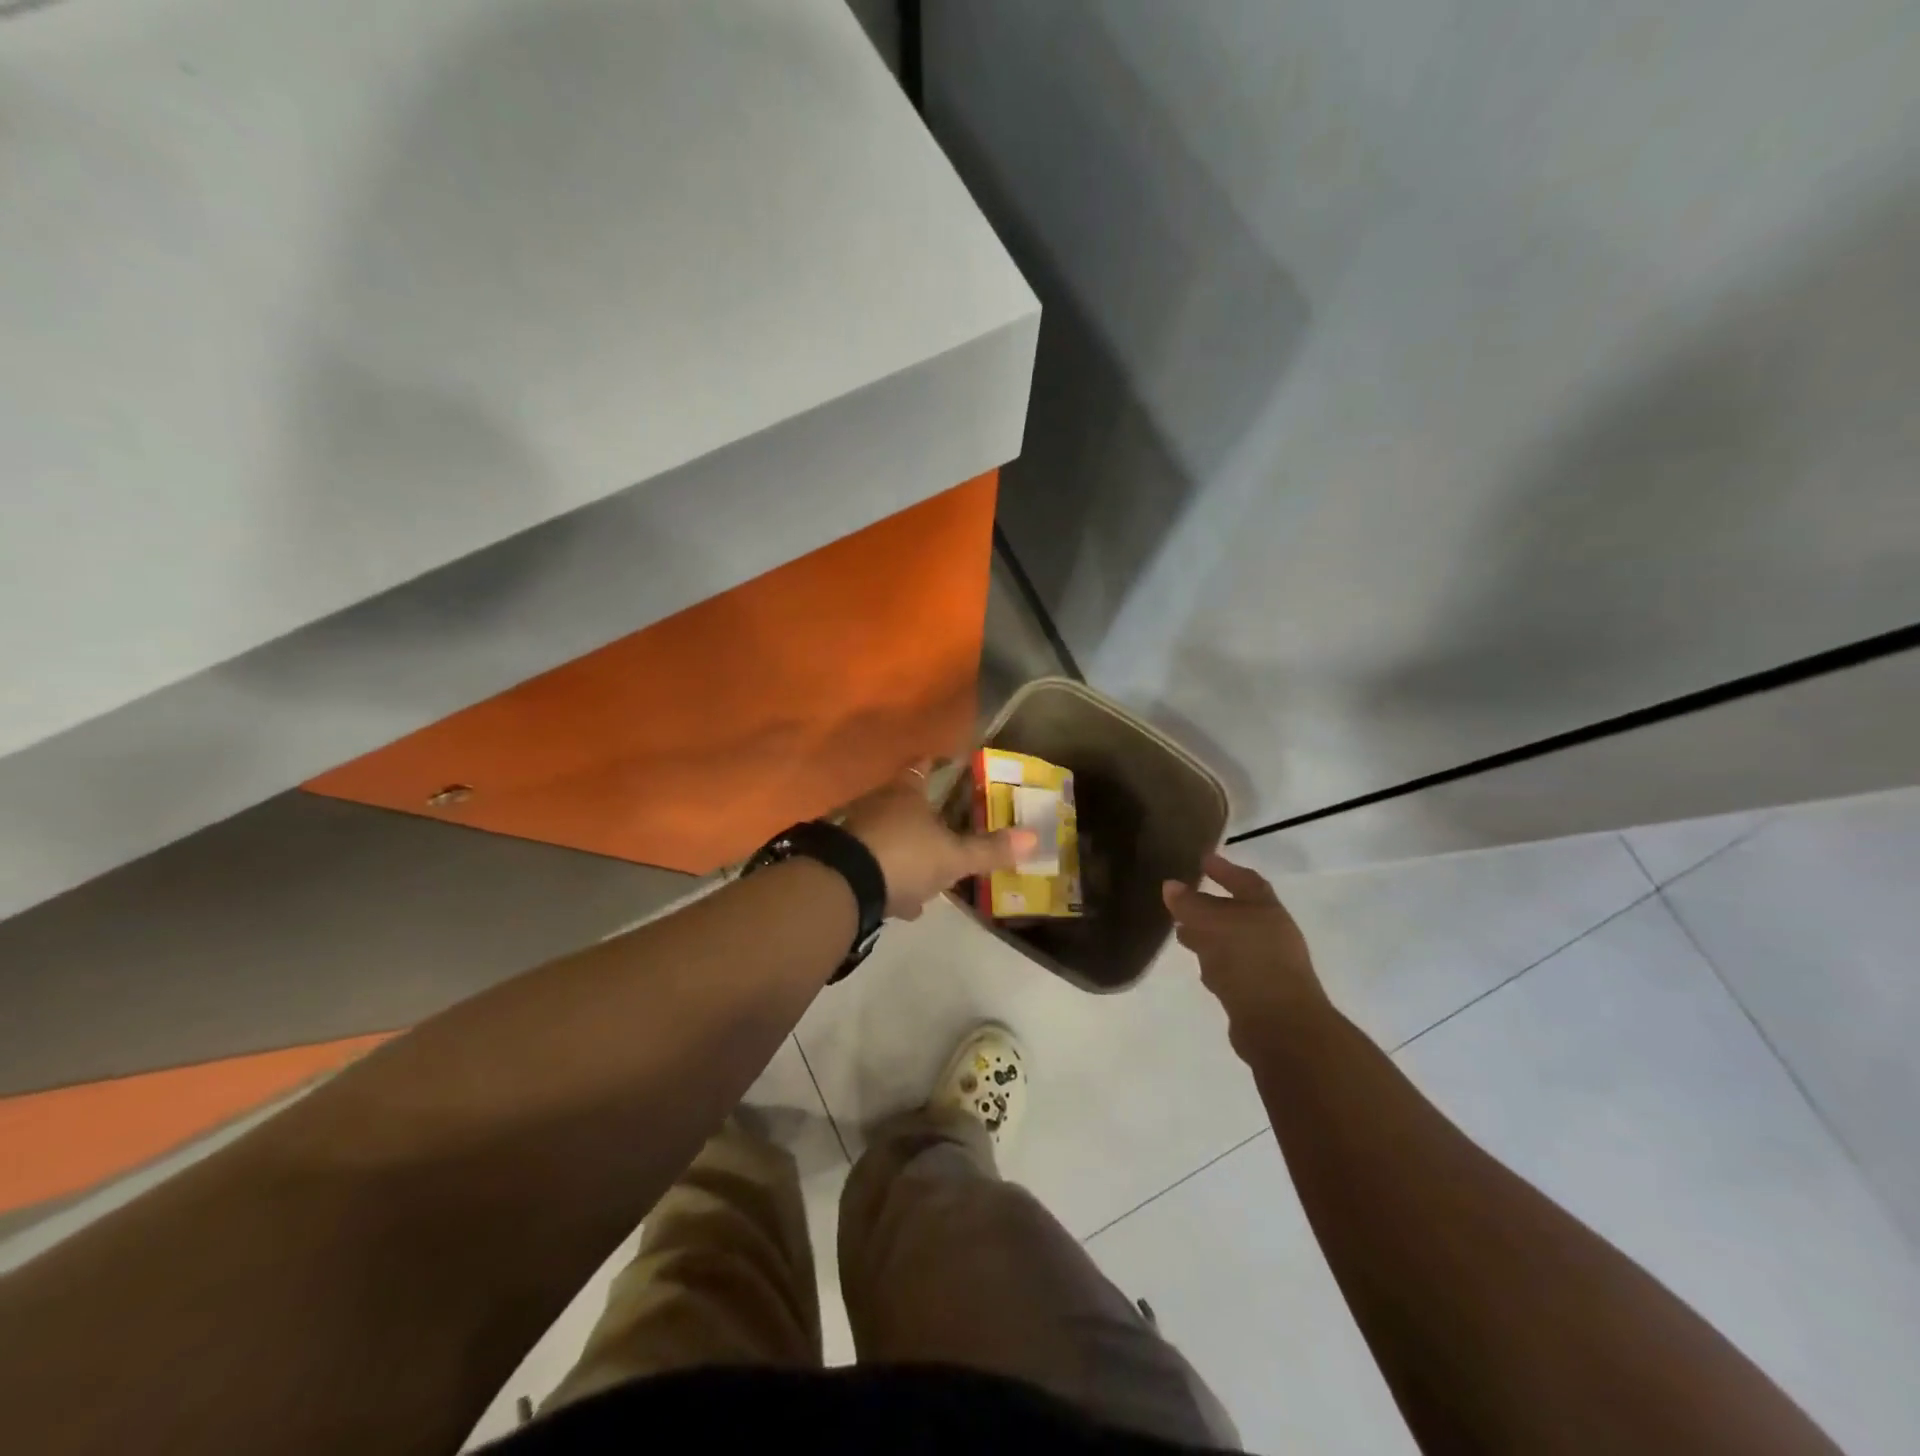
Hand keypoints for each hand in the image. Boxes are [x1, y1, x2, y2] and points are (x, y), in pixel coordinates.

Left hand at [843, 762, 1035, 918]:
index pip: (921, 768)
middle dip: (921, 814)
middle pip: (902, 802)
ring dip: (904, 850)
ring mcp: (854, 831)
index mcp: (906, 793)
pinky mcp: (840, 861)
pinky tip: (902, 902)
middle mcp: (877, 804)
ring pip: (886, 835)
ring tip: (926, 871)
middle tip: (943, 824)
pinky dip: (888, 878)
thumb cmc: (905, 856)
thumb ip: (990, 849)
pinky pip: (872, 864)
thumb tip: (1035, 837)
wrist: (842, 885)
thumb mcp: (954, 857)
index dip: (934, 765)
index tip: (945, 763)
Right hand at [1164, 852, 1328, 1056]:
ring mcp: (1267, 965)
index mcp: (1267, 910)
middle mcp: (1271, 934)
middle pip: (1238, 912)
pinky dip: (1213, 962)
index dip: (1225, 869)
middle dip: (1210, 905)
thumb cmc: (1250, 962)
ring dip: (1208, 935)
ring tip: (1180, 932)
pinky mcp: (1258, 994)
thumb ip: (1191, 904)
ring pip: (1232, 941)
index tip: (1202, 860)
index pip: (1246, 881)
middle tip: (1182, 899)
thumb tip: (1170, 885)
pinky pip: (1231, 968)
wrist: (1281, 1027)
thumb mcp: (1214, 924)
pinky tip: (1199, 967)